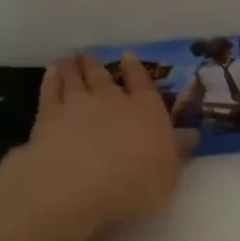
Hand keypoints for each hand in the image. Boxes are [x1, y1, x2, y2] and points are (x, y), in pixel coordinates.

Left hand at [17, 52, 196, 236]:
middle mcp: (112, 100)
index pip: (142, 84)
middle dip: (97, 66)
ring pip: (75, 78)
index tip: (128, 57)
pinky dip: (51, 79)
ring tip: (69, 59)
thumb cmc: (134, 182)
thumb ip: (178, 151)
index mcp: (146, 111)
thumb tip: (191, 134)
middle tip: (90, 57)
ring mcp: (78, 104)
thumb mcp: (168, 173)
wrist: (78, 183)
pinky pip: (50, 90)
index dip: (135, 70)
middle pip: (103, 77)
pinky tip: (51, 73)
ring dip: (73, 67)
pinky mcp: (49, 115)